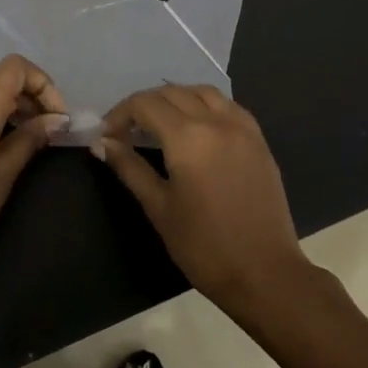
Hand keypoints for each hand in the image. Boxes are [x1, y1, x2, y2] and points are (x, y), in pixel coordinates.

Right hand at [95, 85, 311, 314]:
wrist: (265, 275)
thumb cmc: (204, 246)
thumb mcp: (159, 208)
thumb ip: (129, 167)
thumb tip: (102, 143)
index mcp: (188, 137)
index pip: (145, 104)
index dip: (119, 114)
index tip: (107, 135)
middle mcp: (216, 121)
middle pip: (171, 93)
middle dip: (143, 105)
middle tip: (126, 130)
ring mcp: (242, 128)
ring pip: (201, 92)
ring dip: (175, 98)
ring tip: (159, 122)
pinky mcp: (259, 140)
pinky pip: (227, 105)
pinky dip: (205, 105)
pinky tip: (196, 126)